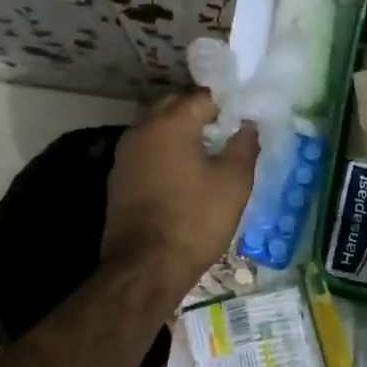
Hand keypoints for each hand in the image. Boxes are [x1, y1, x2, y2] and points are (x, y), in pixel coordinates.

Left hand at [101, 92, 259, 296]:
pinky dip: (165, 154)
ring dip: (180, 134)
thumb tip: (248, 124)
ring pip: (157, 129)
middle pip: (175, 107)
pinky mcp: (119, 178)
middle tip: (226, 134)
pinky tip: (183, 175)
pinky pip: (147, 152)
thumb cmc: (195, 219)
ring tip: (207, 155)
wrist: (145, 268)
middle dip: (200, 115)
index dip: (227, 107)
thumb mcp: (234, 182)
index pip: (203, 98)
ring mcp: (125, 154)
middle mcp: (142, 129)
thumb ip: (244, 145)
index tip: (243, 122)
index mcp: (171, 123)